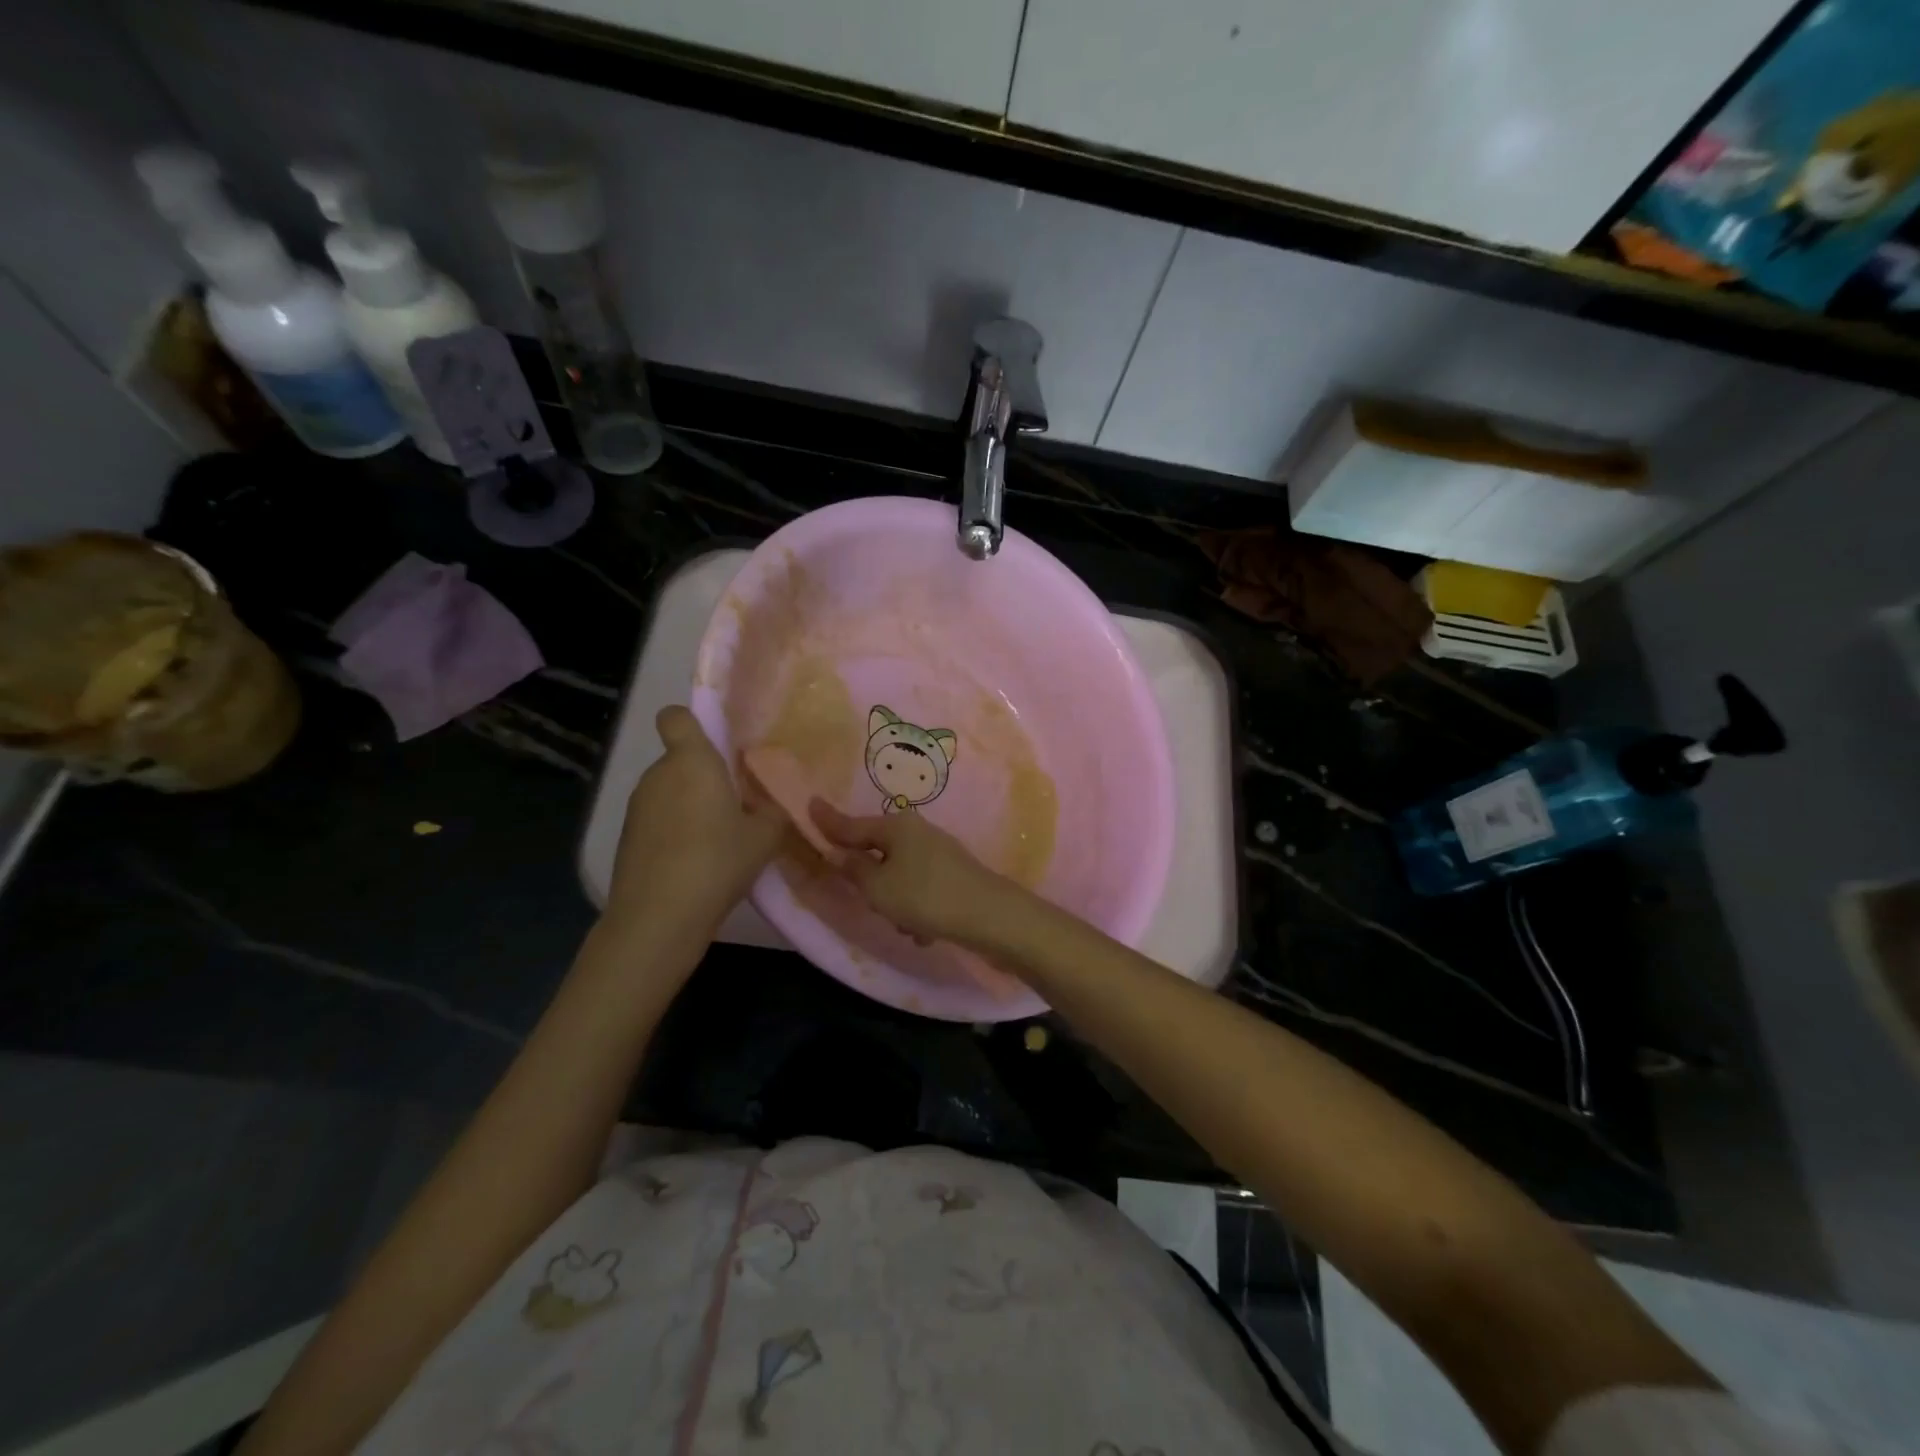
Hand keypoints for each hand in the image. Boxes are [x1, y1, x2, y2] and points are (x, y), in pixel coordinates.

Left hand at [605, 707, 783, 935]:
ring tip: (718, 840)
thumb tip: (772, 805)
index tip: (716, 745)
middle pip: (680, 760)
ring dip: (690, 806)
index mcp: (692, 761)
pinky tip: (695, 863)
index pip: (676, 717)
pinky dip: (674, 832)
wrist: (659, 917)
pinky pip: (657, 821)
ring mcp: (637, 807)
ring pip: (669, 792)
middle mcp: (658, 775)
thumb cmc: (717, 861)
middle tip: (735, 805)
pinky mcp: (627, 838)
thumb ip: (773, 813)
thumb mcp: (765, 837)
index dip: (691, 723)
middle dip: (703, 776)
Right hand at [811, 801, 1019, 945]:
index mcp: (896, 827)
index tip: (811, 805)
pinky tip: (927, 931)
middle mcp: (917, 832)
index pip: (852, 825)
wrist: (990, 917)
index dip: (829, 822)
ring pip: (899, 879)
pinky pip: (920, 893)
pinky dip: (918, 912)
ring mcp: (938, 853)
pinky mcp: (953, 875)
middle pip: (878, 853)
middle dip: (872, 884)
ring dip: (897, 905)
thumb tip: (843, 854)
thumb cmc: (925, 896)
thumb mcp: (878, 888)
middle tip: (873, 904)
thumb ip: (855, 870)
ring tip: (908, 924)